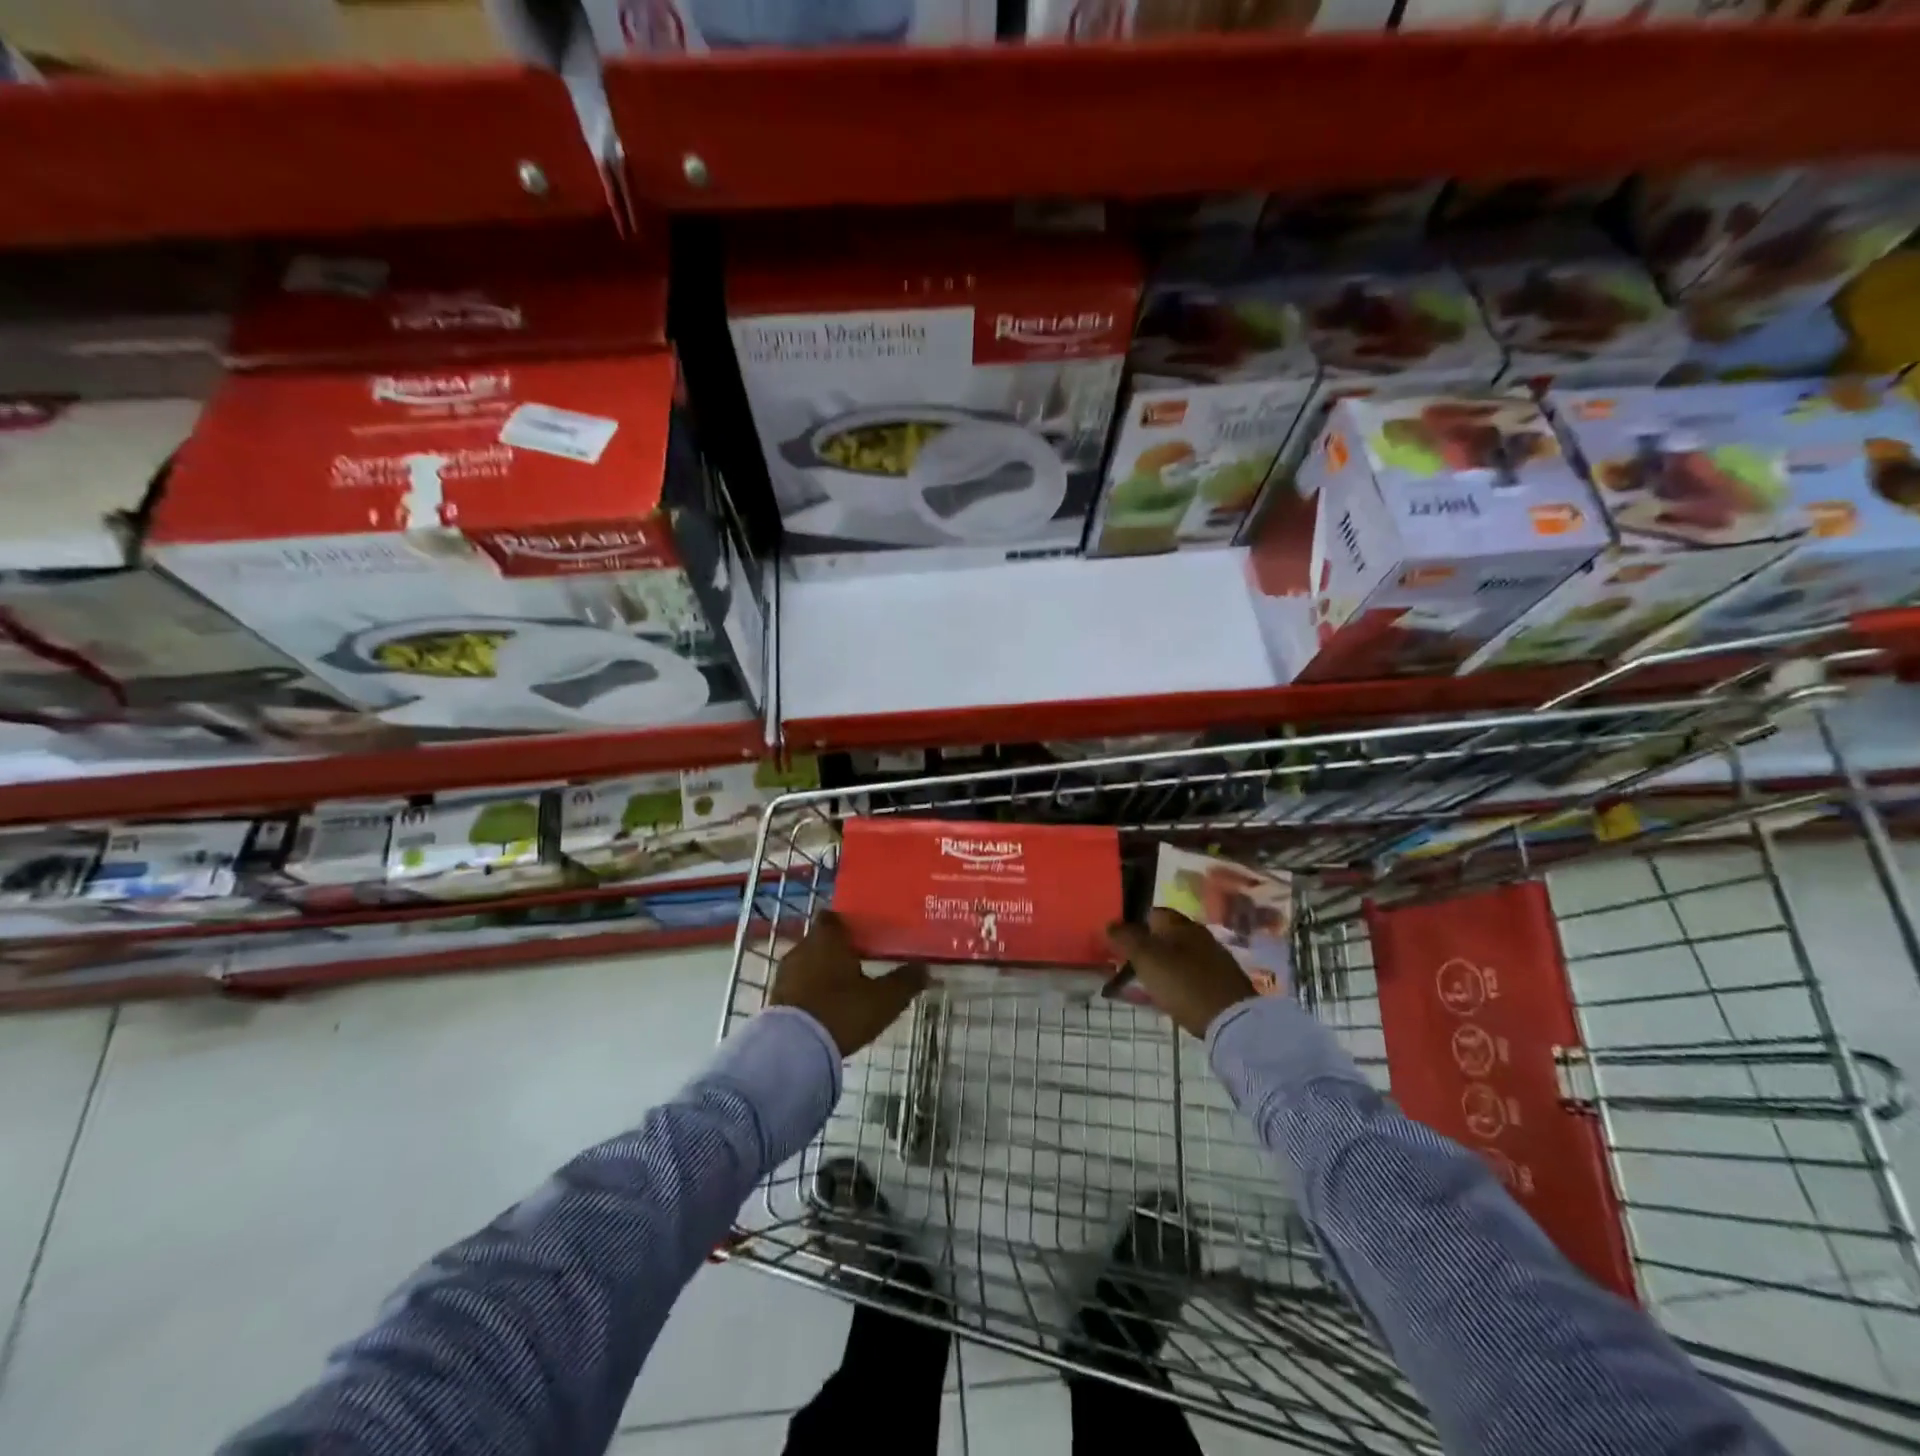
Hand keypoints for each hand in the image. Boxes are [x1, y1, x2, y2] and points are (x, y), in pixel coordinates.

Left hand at [770, 910, 927, 1056]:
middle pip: (821, 941)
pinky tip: (828, 1008)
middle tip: (862, 962)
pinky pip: (798, 987)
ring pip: (808, 964)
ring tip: (846, 988)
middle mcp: (802, 949)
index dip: (848, 924)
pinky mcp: (776, 1000)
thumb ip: (905, 982)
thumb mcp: (883, 999)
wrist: (794, 1050)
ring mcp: (785, 975)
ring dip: (823, 973)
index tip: (865, 934)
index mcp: (826, 938)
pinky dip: (812, 992)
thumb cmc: (842, 1011)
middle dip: (838, 950)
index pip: (833, 917)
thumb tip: (926, 968)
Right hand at [1107, 908, 1256, 1039]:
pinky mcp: (1220, 985)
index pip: (1152, 913)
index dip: (1133, 924)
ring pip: (1176, 958)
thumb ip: (1125, 938)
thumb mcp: (1146, 958)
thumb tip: (1110, 923)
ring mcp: (1212, 961)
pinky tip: (1164, 998)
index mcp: (1181, 924)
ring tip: (1141, 985)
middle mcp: (1199, 936)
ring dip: (1159, 967)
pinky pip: (1188, 978)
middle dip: (1145, 948)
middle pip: (1165, 936)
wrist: (1232, 1021)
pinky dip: (1173, 984)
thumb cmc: (1183, 983)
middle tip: (1125, 965)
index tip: (1117, 942)